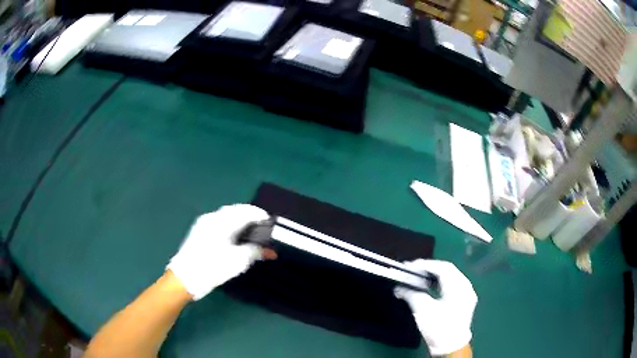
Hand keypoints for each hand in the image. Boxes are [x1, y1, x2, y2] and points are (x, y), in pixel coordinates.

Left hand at [167, 204, 269, 299]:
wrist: (185, 278)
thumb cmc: (212, 268)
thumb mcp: (238, 261)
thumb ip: (255, 252)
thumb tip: (271, 251)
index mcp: (223, 221)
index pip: (246, 211)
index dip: (260, 215)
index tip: (271, 224)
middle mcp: (213, 217)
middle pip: (236, 210)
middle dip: (250, 216)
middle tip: (262, 228)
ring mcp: (204, 223)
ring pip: (227, 215)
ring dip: (240, 220)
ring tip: (250, 233)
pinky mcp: (199, 230)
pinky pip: (219, 221)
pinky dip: (230, 225)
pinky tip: (234, 237)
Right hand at [395, 260, 476, 355]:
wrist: (450, 346)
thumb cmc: (438, 328)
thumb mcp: (423, 310)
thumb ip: (411, 295)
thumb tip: (399, 288)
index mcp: (459, 287)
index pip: (443, 268)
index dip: (426, 265)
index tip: (410, 267)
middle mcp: (466, 287)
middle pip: (448, 270)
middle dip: (430, 269)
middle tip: (413, 271)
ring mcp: (467, 294)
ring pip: (451, 277)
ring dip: (435, 276)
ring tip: (419, 278)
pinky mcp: (465, 301)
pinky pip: (452, 286)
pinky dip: (440, 284)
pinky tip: (430, 288)